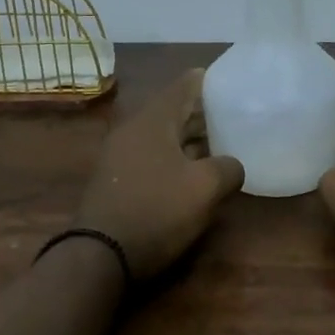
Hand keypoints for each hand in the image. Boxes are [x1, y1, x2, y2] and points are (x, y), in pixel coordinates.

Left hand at [74, 69, 244, 279]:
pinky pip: (152, 158)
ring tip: (220, 144)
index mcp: (153, 120)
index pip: (184, 85)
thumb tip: (232, 166)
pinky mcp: (116, 180)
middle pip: (173, 111)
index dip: (209, 81)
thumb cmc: (157, 210)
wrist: (101, 254)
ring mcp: (120, 156)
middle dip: (202, 113)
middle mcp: (133, 130)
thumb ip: (227, 168)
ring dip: (189, 140)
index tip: (231, 81)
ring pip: (162, 137)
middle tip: (233, 115)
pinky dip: (174, 158)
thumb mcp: (204, 188)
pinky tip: (192, 173)